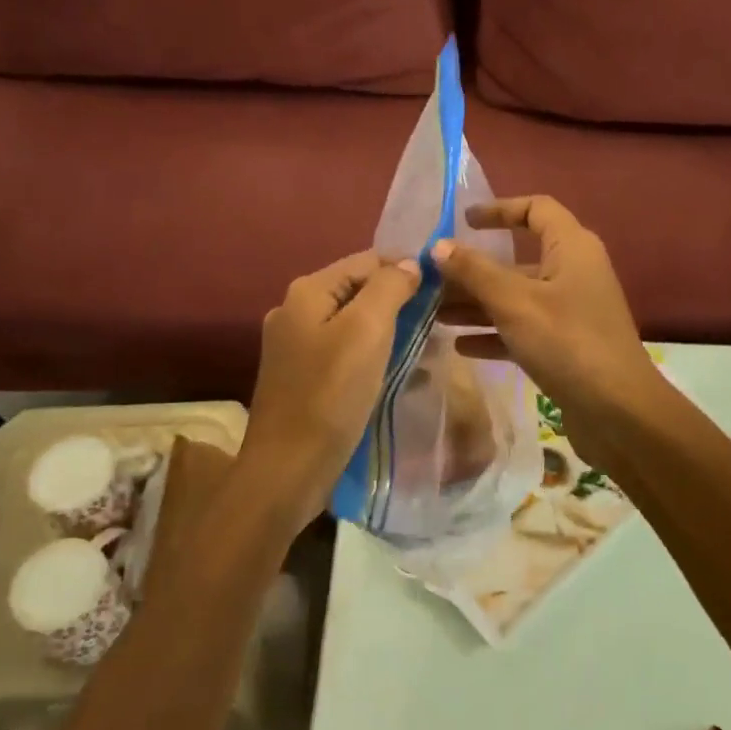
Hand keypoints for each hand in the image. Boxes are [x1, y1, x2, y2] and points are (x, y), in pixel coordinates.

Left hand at [239, 251, 420, 528]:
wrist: (288, 470)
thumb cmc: (331, 395)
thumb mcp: (367, 330)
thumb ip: (390, 287)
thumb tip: (409, 263)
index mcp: (307, 291)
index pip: (366, 260)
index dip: (405, 268)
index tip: (442, 290)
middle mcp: (295, 310)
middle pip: (358, 289)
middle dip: (398, 301)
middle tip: (437, 321)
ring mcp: (294, 345)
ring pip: (353, 322)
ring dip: (388, 330)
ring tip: (424, 348)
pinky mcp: (300, 376)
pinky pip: (344, 351)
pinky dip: (371, 354)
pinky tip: (396, 371)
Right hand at [432, 196, 667, 465]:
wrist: (618, 413)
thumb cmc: (567, 342)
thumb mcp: (514, 302)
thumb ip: (474, 271)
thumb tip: (438, 245)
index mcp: (572, 248)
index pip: (536, 209)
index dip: (500, 209)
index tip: (463, 221)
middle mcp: (573, 272)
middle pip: (518, 259)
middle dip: (474, 269)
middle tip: (432, 278)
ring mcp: (571, 311)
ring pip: (517, 296)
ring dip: (478, 303)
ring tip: (434, 313)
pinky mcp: (566, 346)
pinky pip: (523, 329)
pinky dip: (494, 333)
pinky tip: (460, 345)